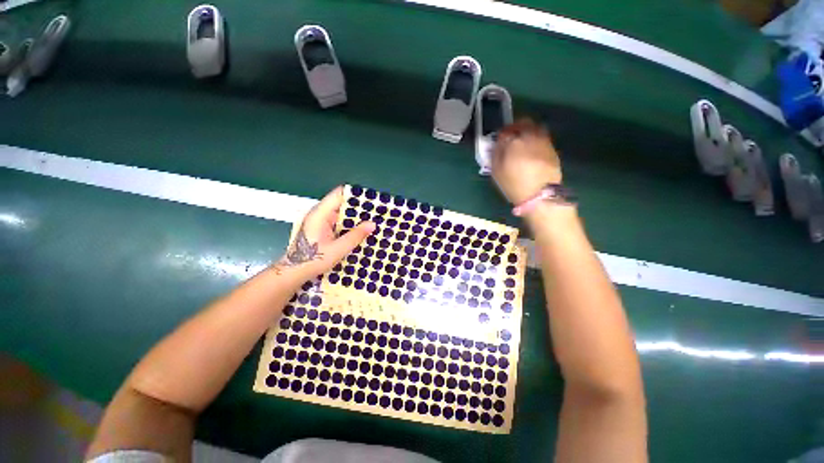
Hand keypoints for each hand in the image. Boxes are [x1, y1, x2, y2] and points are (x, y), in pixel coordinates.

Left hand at [273, 186, 374, 277]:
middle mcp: (319, 213)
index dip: (355, 195)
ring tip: (371, 220)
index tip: (371, 199)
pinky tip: (359, 230)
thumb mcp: (338, 249)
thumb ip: (355, 235)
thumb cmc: (313, 260)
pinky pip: (337, 221)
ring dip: (354, 217)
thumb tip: (372, 224)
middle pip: (341, 203)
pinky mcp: (321, 228)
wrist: (293, 273)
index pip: (339, 194)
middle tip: (375, 212)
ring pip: (340, 213)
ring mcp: (319, 221)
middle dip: (358, 207)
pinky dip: (348, 224)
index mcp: (320, 214)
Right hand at [492, 118, 561, 204]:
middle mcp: (529, 136)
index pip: (504, 131)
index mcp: (513, 142)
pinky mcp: (552, 147)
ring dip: (526, 130)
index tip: (499, 142)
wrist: (540, 195)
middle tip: (511, 137)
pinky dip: (535, 138)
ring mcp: (543, 140)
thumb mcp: (497, 172)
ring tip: (522, 142)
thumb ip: (495, 154)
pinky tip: (532, 149)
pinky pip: (541, 136)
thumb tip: (497, 144)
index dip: (500, 135)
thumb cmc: (514, 185)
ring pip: (534, 127)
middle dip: (515, 127)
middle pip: (522, 123)